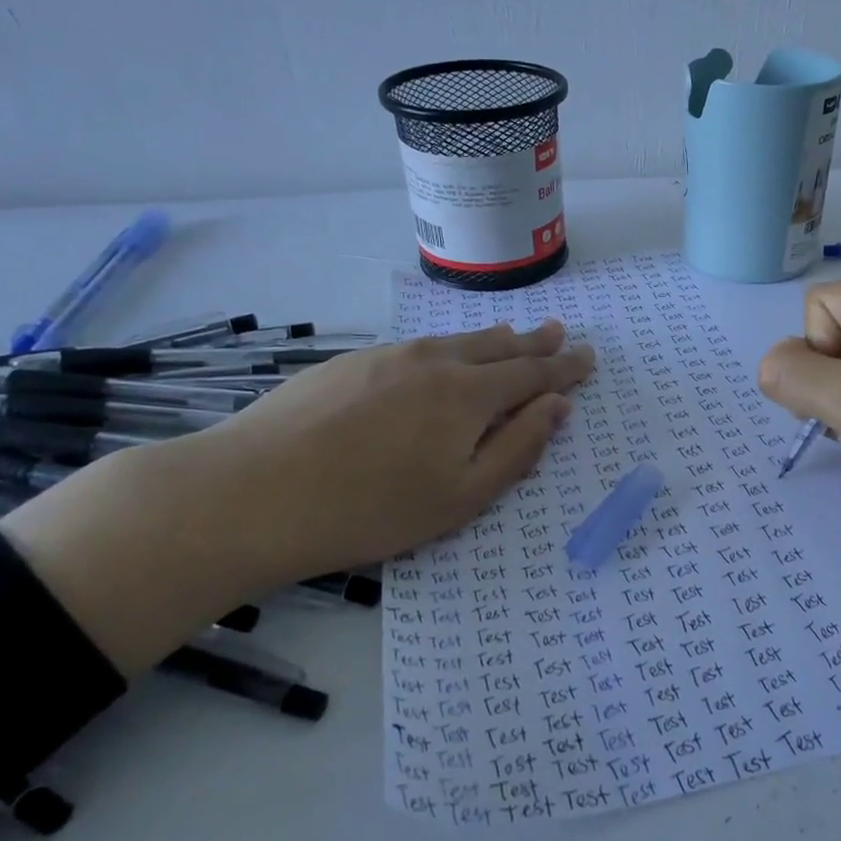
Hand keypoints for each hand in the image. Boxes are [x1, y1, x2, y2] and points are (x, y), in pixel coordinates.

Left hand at [0, 321, 594, 675]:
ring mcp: (389, 356)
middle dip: (533, 342)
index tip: (587, 357)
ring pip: (456, 341)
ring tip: (510, 335)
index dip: (564, 367)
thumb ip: (517, 448)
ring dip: (491, 340)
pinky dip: (447, 348)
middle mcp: (435, 361)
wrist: (254, 492)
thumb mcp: (461, 496)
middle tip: (558, 332)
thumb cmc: (371, 508)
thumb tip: (557, 406)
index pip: (532, 373)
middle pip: (497, 346)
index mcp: (469, 394)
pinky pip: (418, 347)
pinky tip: (440, 358)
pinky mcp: (350, 363)